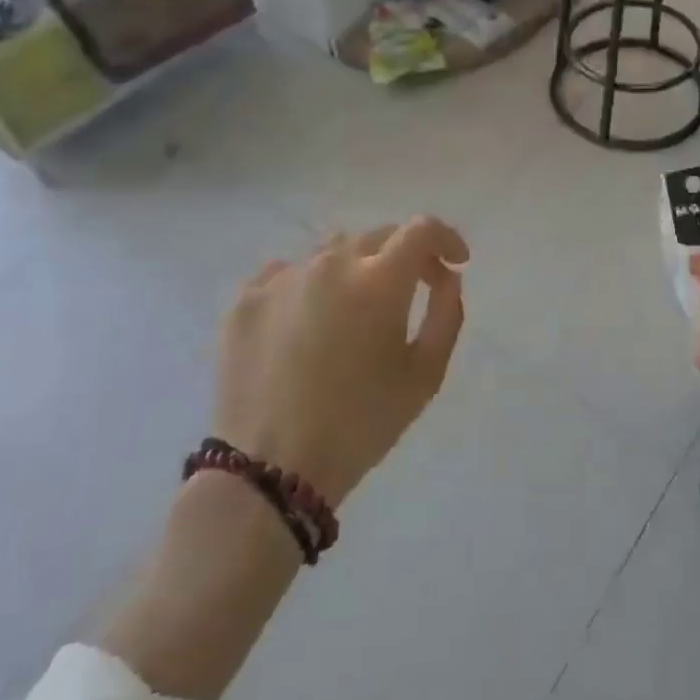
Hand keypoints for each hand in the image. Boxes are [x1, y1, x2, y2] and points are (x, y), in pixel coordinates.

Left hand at [214, 217, 468, 507]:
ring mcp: (281, 278)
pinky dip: (309, 286)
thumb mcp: (426, 375)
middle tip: (413, 290)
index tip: (455, 263)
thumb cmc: (362, 423)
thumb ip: (446, 314)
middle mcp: (329, 264)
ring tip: (355, 309)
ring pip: (331, 252)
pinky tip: (308, 322)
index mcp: (379, 281)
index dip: (446, 239)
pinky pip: (287, 273)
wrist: (271, 470)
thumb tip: (446, 277)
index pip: (422, 230)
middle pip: (378, 236)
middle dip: (405, 256)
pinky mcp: (244, 300)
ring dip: (356, 268)